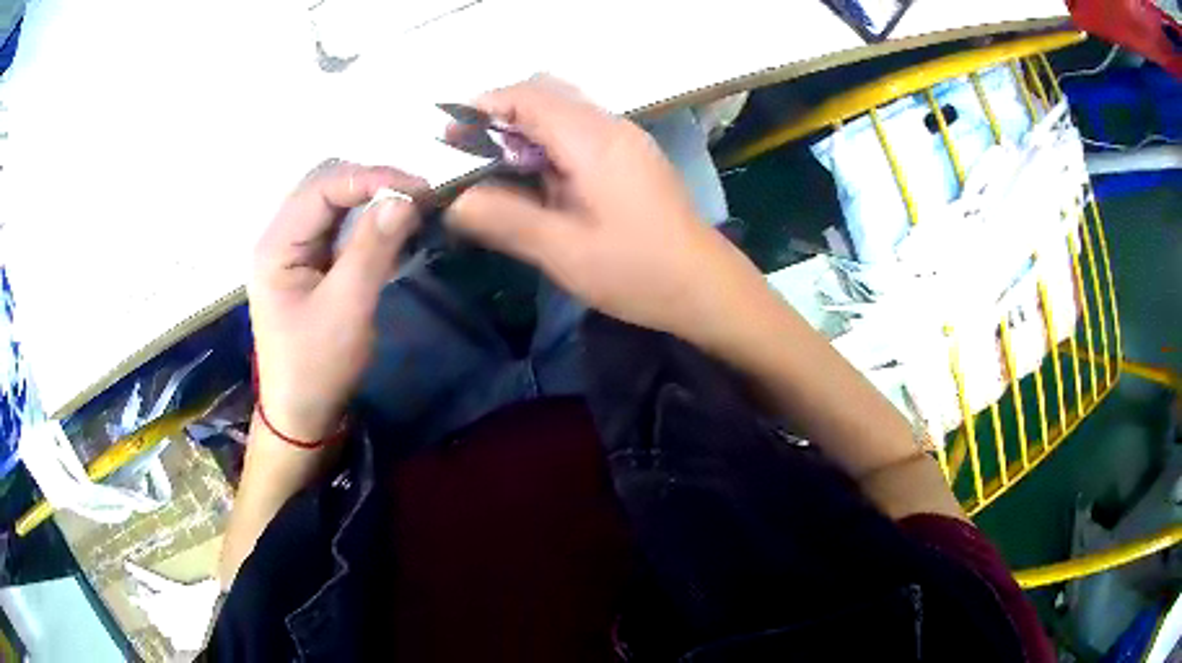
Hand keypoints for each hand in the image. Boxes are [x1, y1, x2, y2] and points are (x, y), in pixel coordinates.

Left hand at [249, 160, 424, 441]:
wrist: (302, 414)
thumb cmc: (317, 366)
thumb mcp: (347, 308)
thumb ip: (372, 248)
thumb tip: (405, 198)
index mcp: (276, 244)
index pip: (322, 186)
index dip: (370, 177)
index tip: (417, 189)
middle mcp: (279, 237)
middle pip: (324, 185)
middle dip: (371, 182)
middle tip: (415, 198)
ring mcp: (292, 250)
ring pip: (333, 203)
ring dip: (370, 199)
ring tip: (409, 208)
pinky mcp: (307, 264)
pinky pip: (337, 226)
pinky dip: (365, 220)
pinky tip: (389, 228)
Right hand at [447, 76, 770, 346]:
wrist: (706, 287)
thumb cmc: (638, 271)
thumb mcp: (563, 252)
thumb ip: (504, 220)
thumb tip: (455, 201)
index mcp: (594, 140)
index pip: (530, 96)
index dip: (484, 106)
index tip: (448, 134)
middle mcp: (611, 127)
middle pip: (546, 96)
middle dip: (499, 116)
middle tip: (465, 154)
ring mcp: (626, 140)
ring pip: (563, 113)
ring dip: (524, 131)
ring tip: (491, 168)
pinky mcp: (631, 158)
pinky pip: (580, 133)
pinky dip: (547, 145)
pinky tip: (535, 179)